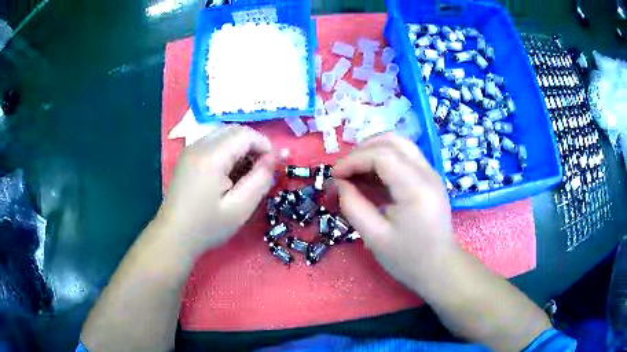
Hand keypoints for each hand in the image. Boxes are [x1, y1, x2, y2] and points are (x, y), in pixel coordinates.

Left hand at [158, 125, 275, 258]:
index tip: (272, 166)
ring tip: (244, 173)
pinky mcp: (187, 156)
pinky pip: (213, 142)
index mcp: (211, 157)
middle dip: (253, 144)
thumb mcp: (240, 207)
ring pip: (223, 134)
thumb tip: (278, 155)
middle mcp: (199, 145)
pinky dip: (226, 150)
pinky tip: (227, 173)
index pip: (245, 134)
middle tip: (259, 170)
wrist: (174, 236)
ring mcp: (190, 149)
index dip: (265, 145)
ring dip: (239, 147)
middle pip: (234, 130)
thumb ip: (261, 178)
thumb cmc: (207, 226)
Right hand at [333, 133, 455, 290]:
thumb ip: (353, 206)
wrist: (439, 267)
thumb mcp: (374, 237)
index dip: (354, 160)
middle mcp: (427, 173)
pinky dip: (383, 159)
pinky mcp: (429, 177)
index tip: (334, 176)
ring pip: (399, 144)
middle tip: (344, 171)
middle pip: (392, 141)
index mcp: (416, 189)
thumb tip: (339, 182)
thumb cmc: (407, 259)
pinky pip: (404, 156)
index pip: (382, 156)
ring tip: (354, 171)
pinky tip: (370, 177)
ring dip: (373, 151)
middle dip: (362, 150)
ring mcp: (431, 173)